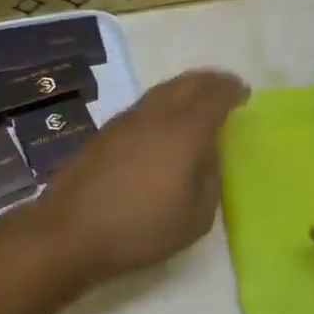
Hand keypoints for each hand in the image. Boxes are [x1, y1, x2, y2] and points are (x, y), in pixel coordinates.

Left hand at [36, 69, 248, 284]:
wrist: (70, 231)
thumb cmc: (141, 229)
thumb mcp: (196, 217)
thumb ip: (210, 179)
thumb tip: (207, 155)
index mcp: (184, 131)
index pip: (214, 95)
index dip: (232, 90)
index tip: (243, 94)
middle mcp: (154, 115)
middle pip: (186, 82)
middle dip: (209, 81)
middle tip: (224, 89)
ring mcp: (125, 120)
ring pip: (161, 91)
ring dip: (183, 90)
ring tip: (195, 103)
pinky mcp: (104, 133)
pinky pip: (143, 106)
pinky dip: (162, 105)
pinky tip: (162, 126)